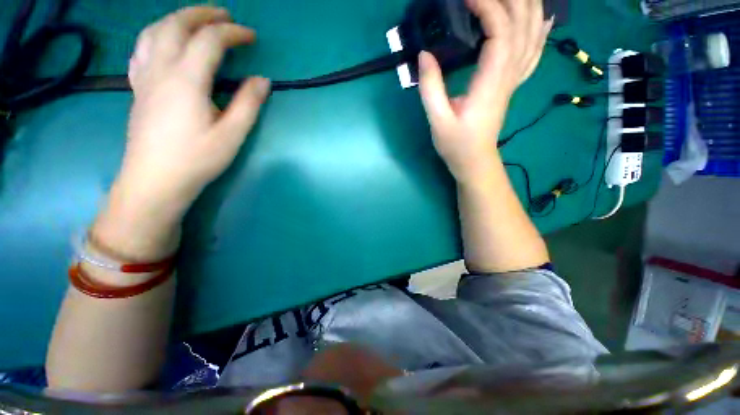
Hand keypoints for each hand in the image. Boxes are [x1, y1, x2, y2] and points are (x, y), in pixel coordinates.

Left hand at [117, 6, 269, 219]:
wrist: (155, 180)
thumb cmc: (197, 159)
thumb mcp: (232, 135)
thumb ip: (248, 104)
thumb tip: (263, 80)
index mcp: (187, 80)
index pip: (209, 41)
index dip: (232, 33)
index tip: (251, 36)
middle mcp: (161, 69)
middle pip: (176, 25)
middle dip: (202, 14)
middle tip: (224, 16)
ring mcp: (145, 77)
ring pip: (154, 32)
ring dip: (176, 19)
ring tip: (195, 21)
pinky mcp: (138, 89)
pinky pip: (141, 50)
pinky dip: (156, 36)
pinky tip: (164, 42)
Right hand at [418, 0, 552, 184]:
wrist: (475, 161)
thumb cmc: (456, 144)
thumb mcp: (438, 121)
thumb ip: (431, 89)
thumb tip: (424, 55)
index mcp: (490, 84)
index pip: (500, 34)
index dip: (489, 9)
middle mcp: (508, 77)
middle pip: (523, 28)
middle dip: (511, 1)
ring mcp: (513, 81)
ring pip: (533, 36)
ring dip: (529, 9)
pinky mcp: (511, 86)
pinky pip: (534, 53)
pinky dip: (542, 32)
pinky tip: (544, 18)